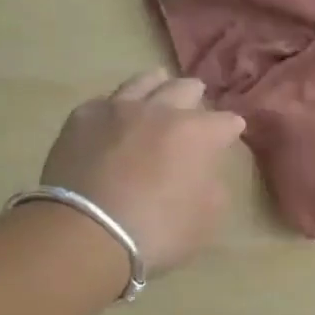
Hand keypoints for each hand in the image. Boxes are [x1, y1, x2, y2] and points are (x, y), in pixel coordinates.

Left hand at [38, 70, 246, 275]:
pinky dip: (117, 105)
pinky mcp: (83, 118)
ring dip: (157, 84)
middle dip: (196, 95)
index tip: (231, 133)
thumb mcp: (206, 219)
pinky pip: (106, 101)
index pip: (225, 122)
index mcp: (197, 133)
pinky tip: (115, 113)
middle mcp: (161, 110)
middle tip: (197, 100)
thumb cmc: (156, 231)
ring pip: (143, 82)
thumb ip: (213, 188)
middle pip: (185, 89)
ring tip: (160, 84)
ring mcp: (119, 109)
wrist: (85, 232)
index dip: (231, 128)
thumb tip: (204, 173)